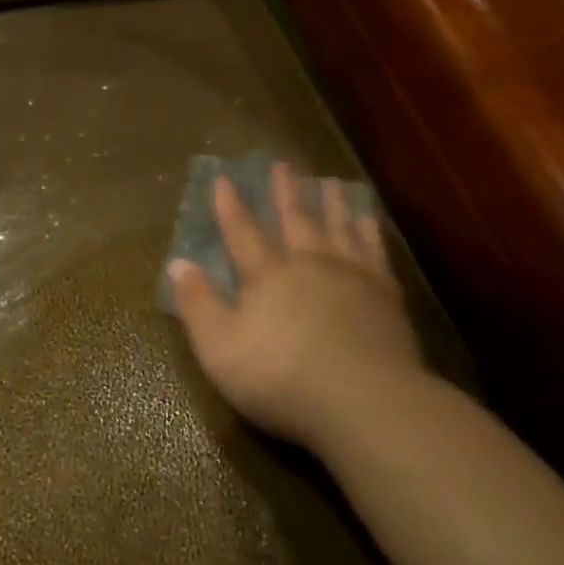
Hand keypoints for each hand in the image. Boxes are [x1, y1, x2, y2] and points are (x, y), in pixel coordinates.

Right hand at [168, 162, 434, 456]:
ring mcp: (351, 277)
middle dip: (285, 191)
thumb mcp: (220, 348)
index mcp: (267, 275)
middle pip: (295, 219)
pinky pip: (375, 252)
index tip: (224, 178)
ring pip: (338, 228)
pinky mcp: (385, 296)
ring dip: (331, 203)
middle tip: (282, 163)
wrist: (364, 401)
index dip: (230, 206)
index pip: (242, 232)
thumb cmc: (281, 377)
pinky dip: (369, 232)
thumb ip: (198, 304)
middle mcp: (308, 264)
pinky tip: (368, 220)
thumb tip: (177, 264)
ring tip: (329, 181)